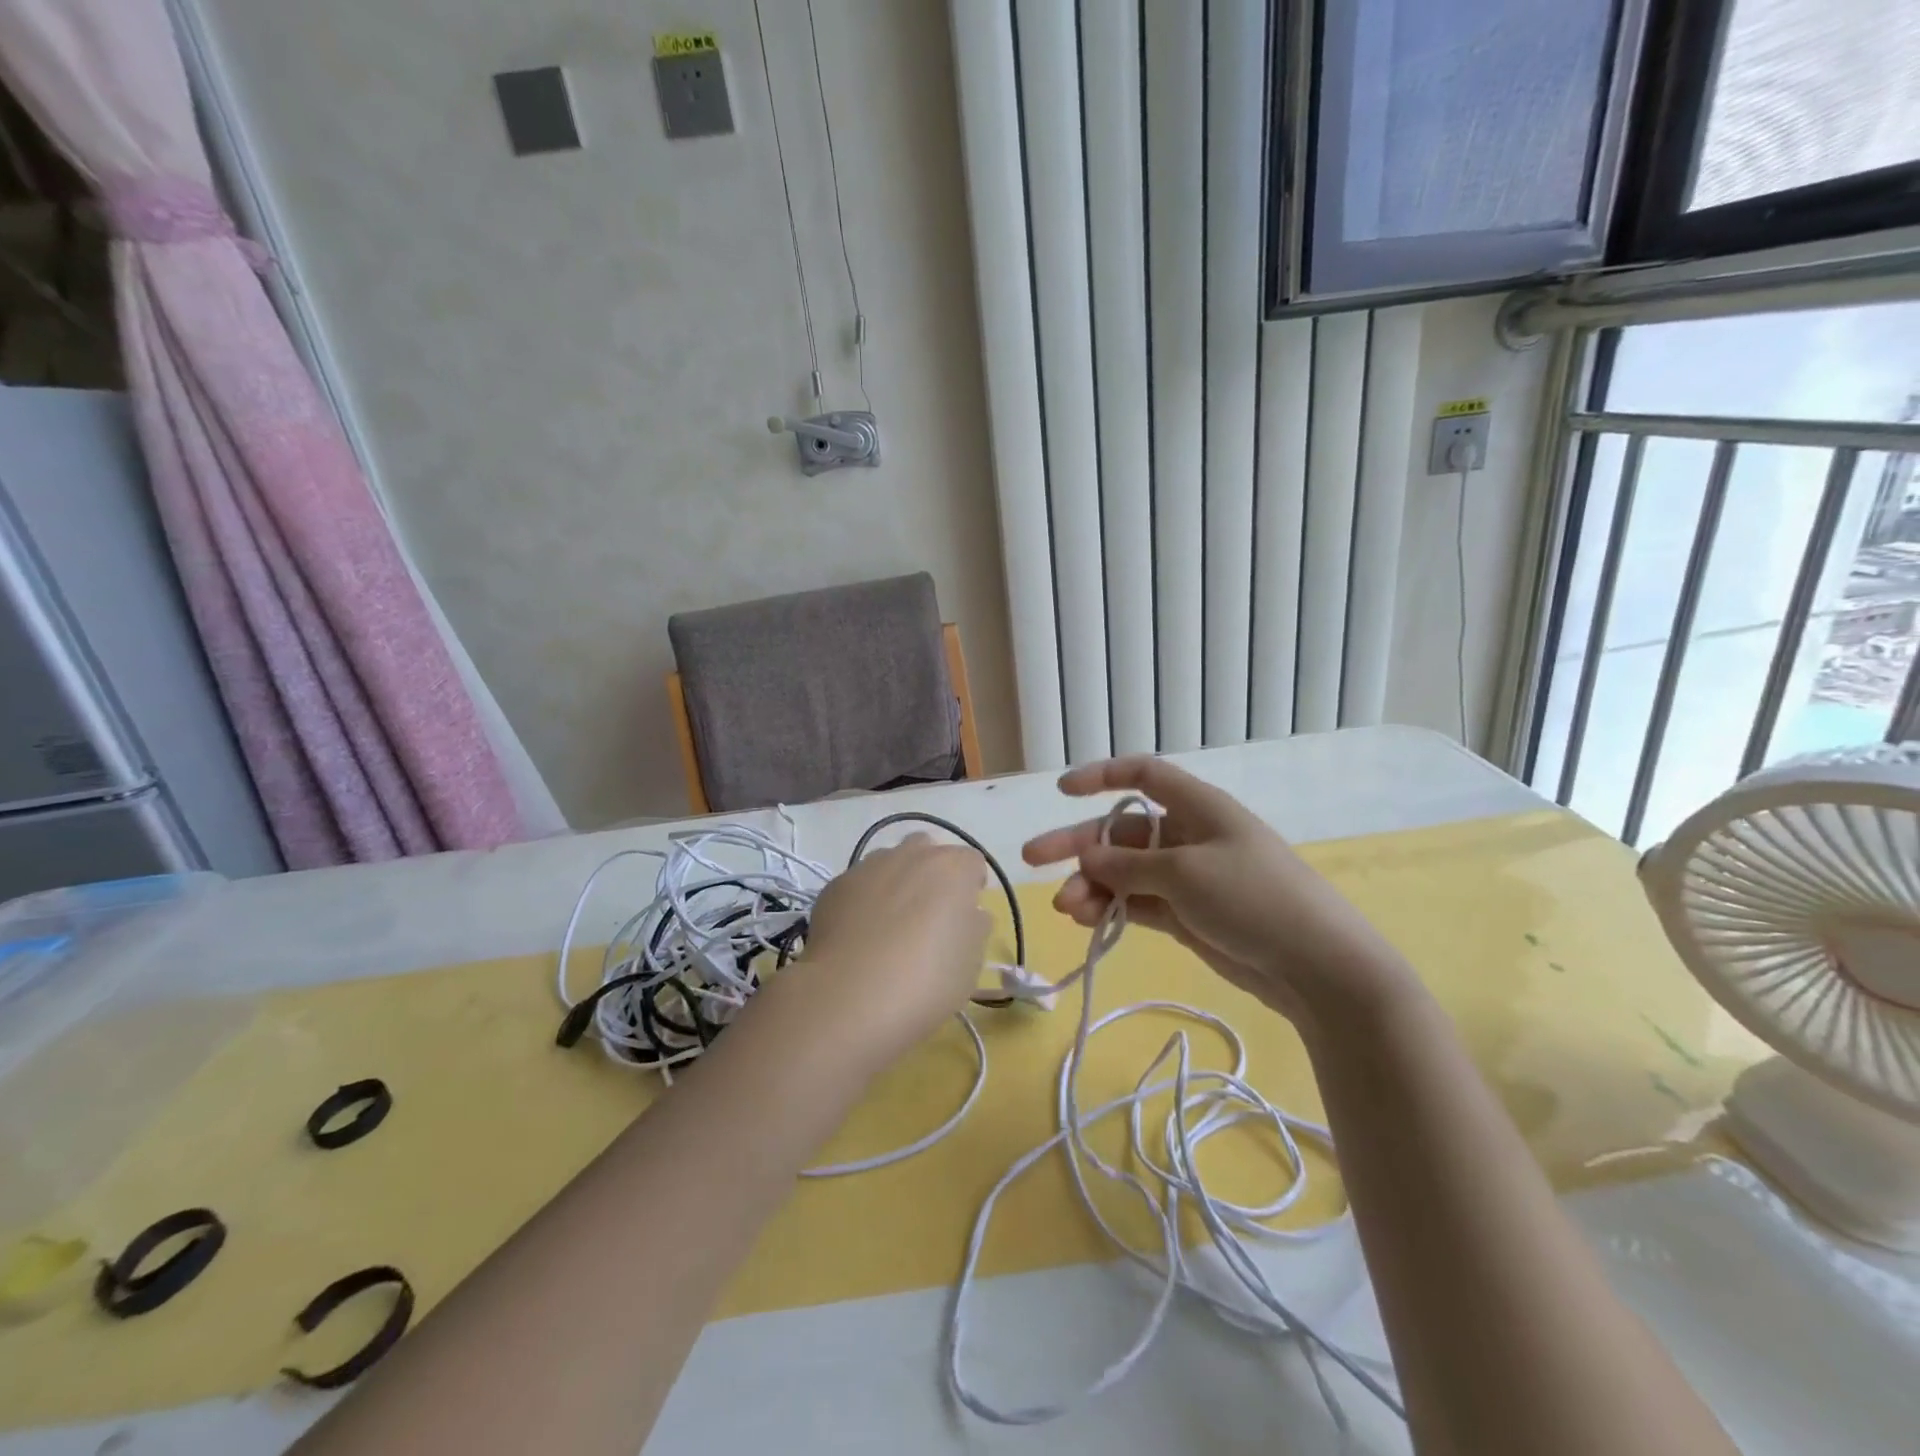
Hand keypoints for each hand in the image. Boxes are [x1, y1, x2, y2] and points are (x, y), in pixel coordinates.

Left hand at [766, 834, 991, 1069]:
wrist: (849, 996)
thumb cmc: (926, 981)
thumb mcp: (971, 964)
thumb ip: (974, 928)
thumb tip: (968, 913)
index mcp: (953, 868)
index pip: (972, 862)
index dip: (971, 887)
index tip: (965, 916)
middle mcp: (912, 854)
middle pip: (928, 851)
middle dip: (932, 875)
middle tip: (928, 916)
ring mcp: (869, 866)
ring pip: (890, 862)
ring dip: (896, 882)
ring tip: (890, 926)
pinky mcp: (836, 885)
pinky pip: (860, 884)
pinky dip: (864, 900)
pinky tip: (859, 936)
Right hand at [1022, 756, 1415, 1025]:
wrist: (1318, 967)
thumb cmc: (1254, 899)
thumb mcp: (1185, 873)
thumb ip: (1129, 865)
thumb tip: (1088, 857)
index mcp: (1198, 807)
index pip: (1144, 775)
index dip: (1101, 776)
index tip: (1062, 792)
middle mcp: (1189, 836)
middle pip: (1122, 830)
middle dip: (1078, 844)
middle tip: (1032, 859)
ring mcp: (1187, 877)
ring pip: (1125, 871)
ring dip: (1091, 885)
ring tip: (1066, 909)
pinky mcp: (1188, 914)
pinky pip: (1138, 903)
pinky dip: (1112, 908)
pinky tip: (1085, 921)